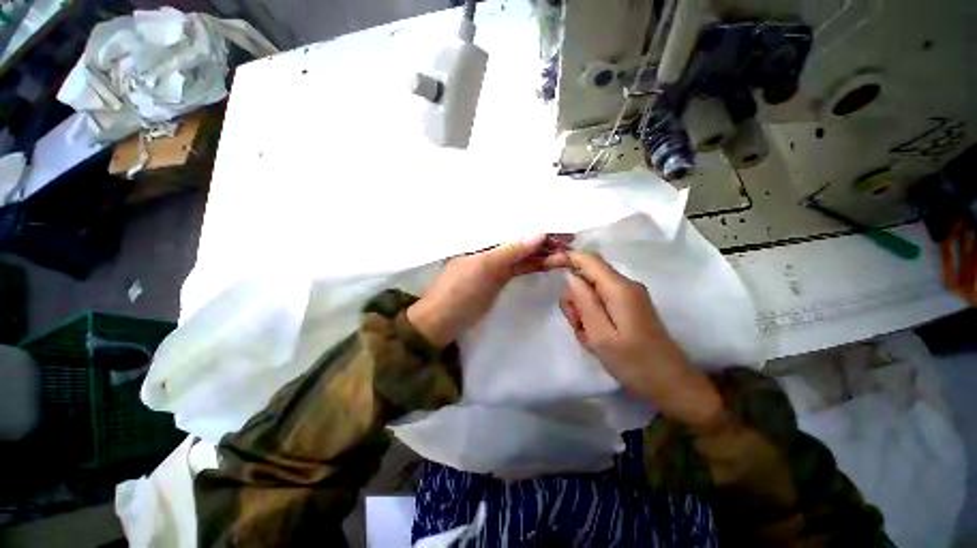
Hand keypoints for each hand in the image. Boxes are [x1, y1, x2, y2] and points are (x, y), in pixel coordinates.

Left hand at [407, 234, 564, 347]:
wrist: (444, 321)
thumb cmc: (459, 290)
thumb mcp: (484, 267)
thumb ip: (511, 250)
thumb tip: (540, 232)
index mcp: (482, 237)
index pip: (513, 224)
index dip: (536, 222)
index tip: (561, 222)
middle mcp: (491, 245)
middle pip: (520, 237)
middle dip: (543, 237)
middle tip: (570, 237)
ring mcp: (496, 262)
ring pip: (523, 252)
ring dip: (542, 251)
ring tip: (566, 249)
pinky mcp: (500, 277)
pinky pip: (521, 266)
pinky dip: (534, 264)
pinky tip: (550, 263)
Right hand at [545, 250, 722, 426]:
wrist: (671, 383)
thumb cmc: (634, 363)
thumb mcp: (601, 335)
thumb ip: (584, 302)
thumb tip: (571, 277)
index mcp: (619, 289)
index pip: (588, 259)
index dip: (565, 257)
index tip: (544, 266)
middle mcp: (625, 286)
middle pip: (587, 277)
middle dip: (574, 299)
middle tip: (578, 326)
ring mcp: (628, 296)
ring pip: (591, 292)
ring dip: (582, 312)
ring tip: (589, 337)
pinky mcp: (628, 307)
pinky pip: (600, 302)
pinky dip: (591, 317)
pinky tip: (596, 338)